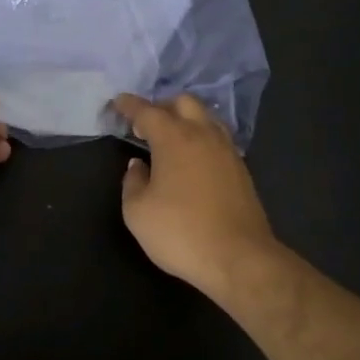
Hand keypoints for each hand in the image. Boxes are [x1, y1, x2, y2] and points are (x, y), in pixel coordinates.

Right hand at [114, 93, 279, 299]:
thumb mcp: (138, 212)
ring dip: (185, 119)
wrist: (239, 257)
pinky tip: (193, 157)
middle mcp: (203, 135)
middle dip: (162, 106)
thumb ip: (132, 182)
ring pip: (206, 117)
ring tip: (170, 138)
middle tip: (145, 124)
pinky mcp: (241, 169)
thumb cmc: (180, 232)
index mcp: (174, 139)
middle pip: (183, 102)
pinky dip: (201, 137)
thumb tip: (138, 166)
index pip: (147, 111)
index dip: (130, 105)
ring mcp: (227, 151)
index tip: (118, 102)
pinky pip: (218, 138)